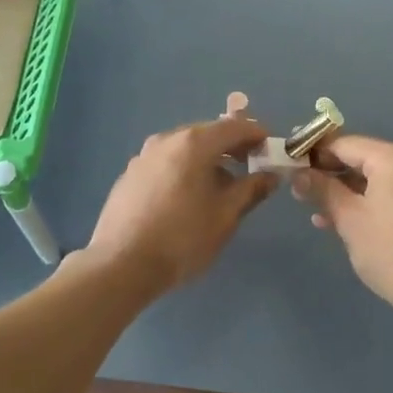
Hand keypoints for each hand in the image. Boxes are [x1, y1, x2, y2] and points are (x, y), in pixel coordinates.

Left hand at [85, 115, 277, 295]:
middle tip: (251, 167)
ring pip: (185, 148)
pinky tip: (188, 198)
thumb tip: (270, 175)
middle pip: (208, 133)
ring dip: (208, 159)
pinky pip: (166, 163)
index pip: (235, 127)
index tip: (271, 150)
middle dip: (232, 147)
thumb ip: (251, 189)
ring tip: (221, 187)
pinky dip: (185, 169)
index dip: (257, 135)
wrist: (121, 265)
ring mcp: (144, 156)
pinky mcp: (130, 175)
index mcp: (193, 143)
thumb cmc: (182, 238)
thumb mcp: (226, 216)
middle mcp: (166, 140)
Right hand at [296, 135, 392, 317]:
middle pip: (359, 158)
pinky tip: (336, 220)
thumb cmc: (389, 250)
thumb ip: (321, 189)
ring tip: (311, 206)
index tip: (289, 160)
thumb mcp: (349, 218)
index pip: (345, 143)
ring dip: (341, 190)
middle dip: (327, 172)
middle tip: (296, 186)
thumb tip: (297, 173)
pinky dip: (362, 202)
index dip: (314, 151)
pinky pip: (385, 193)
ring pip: (371, 178)